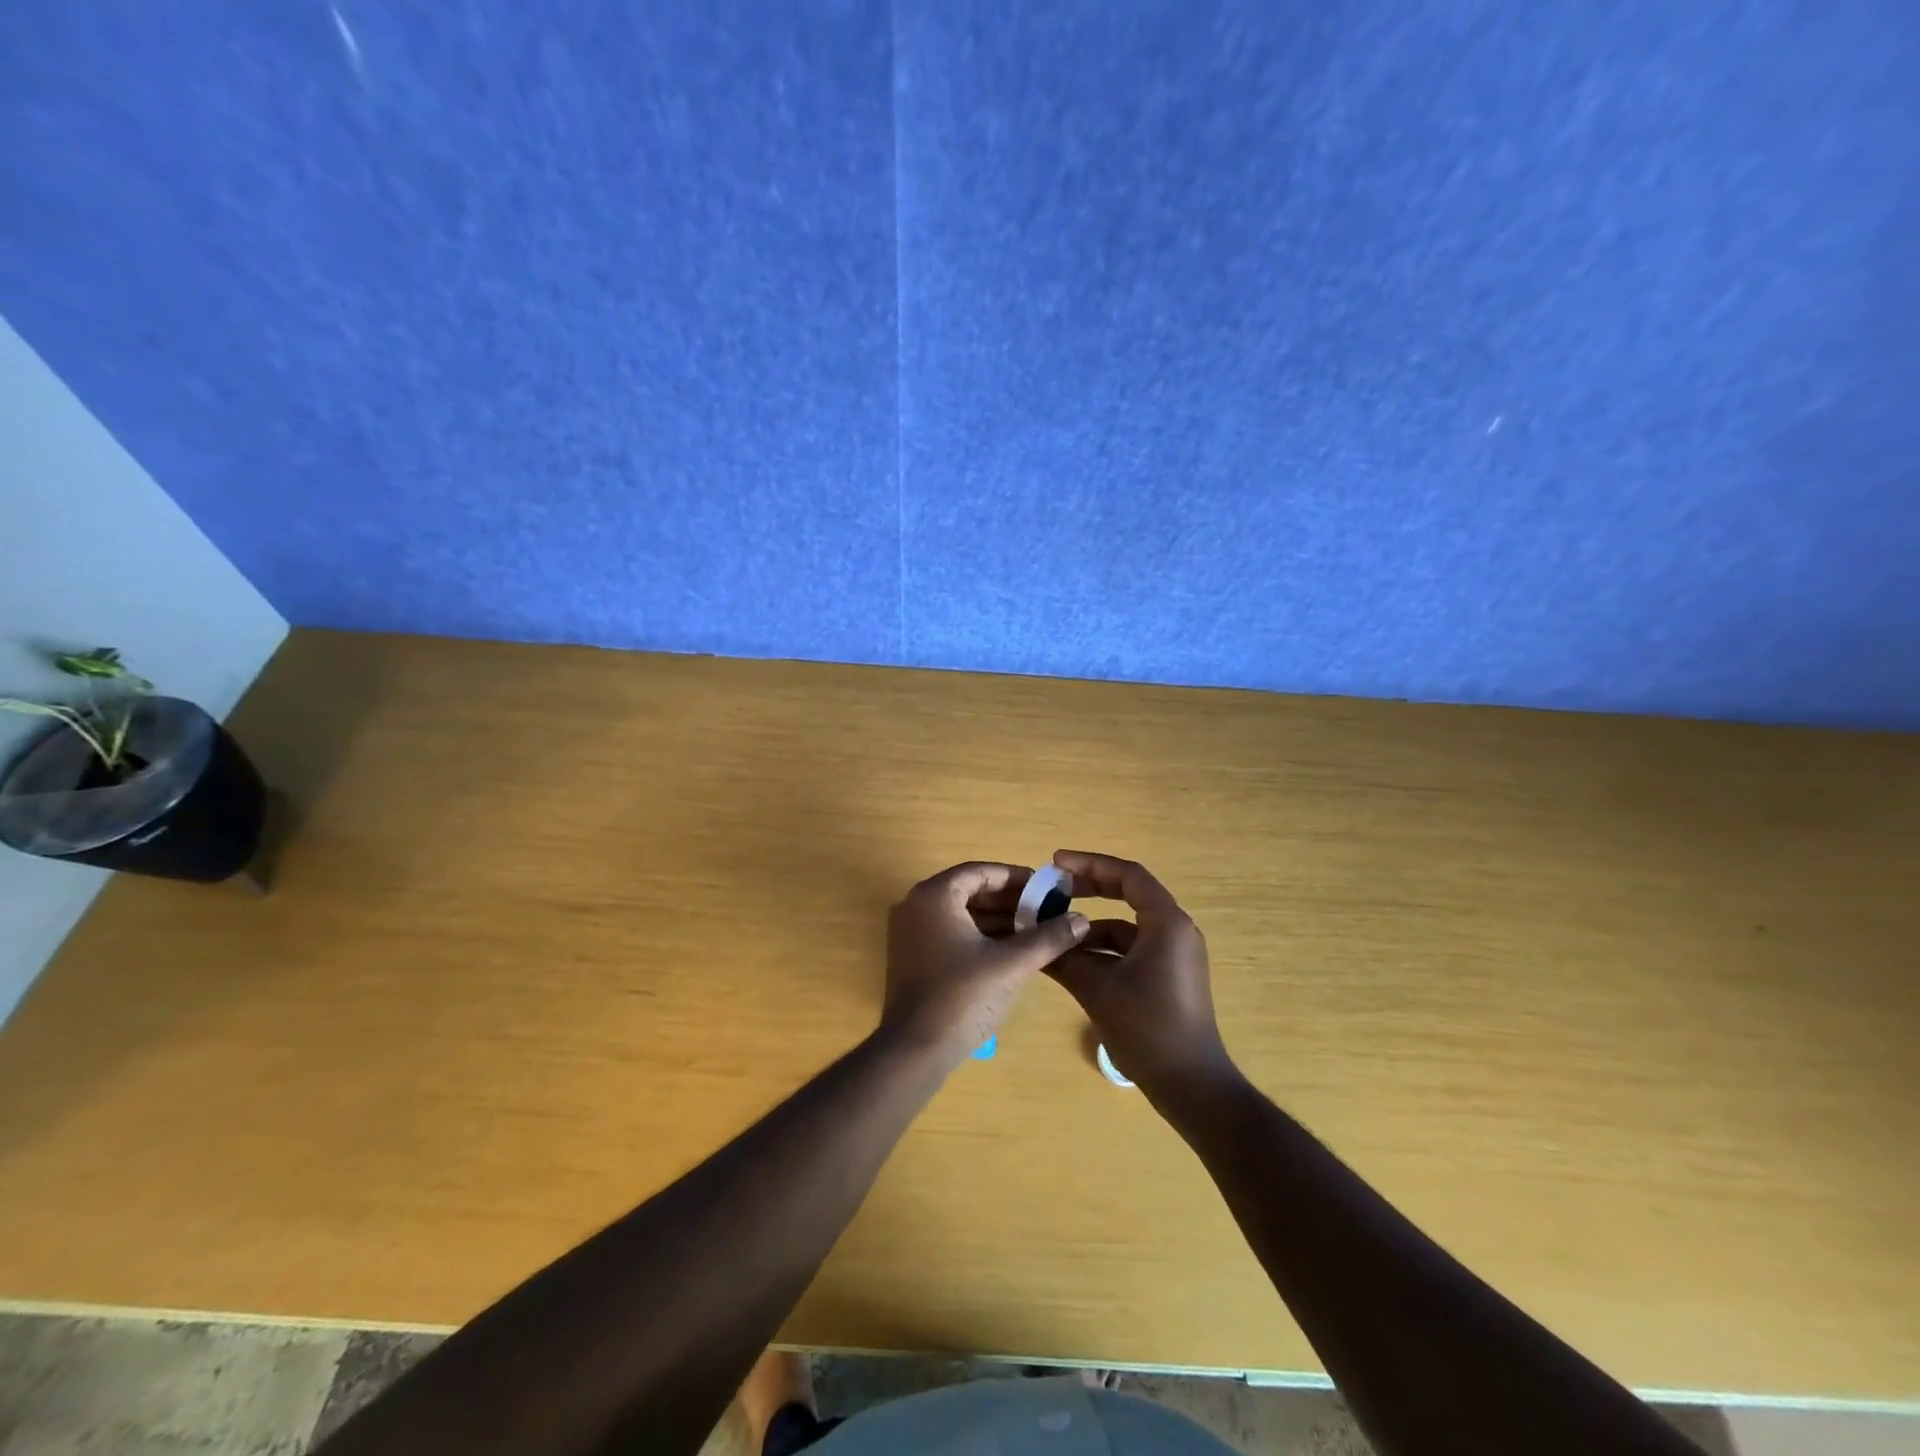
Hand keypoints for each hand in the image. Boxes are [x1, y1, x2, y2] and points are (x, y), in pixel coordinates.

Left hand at [883, 861, 1088, 1066]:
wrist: (914, 1051)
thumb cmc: (962, 997)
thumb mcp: (1012, 964)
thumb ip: (1048, 937)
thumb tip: (1081, 920)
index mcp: (934, 895)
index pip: (980, 872)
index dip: (1016, 878)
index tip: (1046, 889)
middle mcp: (915, 905)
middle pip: (969, 890)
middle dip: (1009, 901)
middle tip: (1044, 911)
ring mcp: (909, 932)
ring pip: (960, 913)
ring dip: (996, 920)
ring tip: (1034, 931)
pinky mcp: (911, 956)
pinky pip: (949, 932)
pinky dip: (978, 936)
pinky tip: (1008, 951)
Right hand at [1044, 850, 1236, 1101]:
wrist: (1192, 1086)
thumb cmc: (1148, 1028)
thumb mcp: (1098, 989)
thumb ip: (1064, 958)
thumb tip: (1032, 936)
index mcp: (1166, 923)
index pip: (1127, 875)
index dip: (1090, 864)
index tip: (1055, 864)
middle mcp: (1175, 931)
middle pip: (1129, 894)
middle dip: (1089, 888)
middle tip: (1052, 888)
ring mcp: (1173, 955)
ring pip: (1127, 926)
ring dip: (1091, 925)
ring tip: (1053, 930)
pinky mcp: (1168, 976)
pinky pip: (1131, 949)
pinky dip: (1103, 949)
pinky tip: (1073, 961)